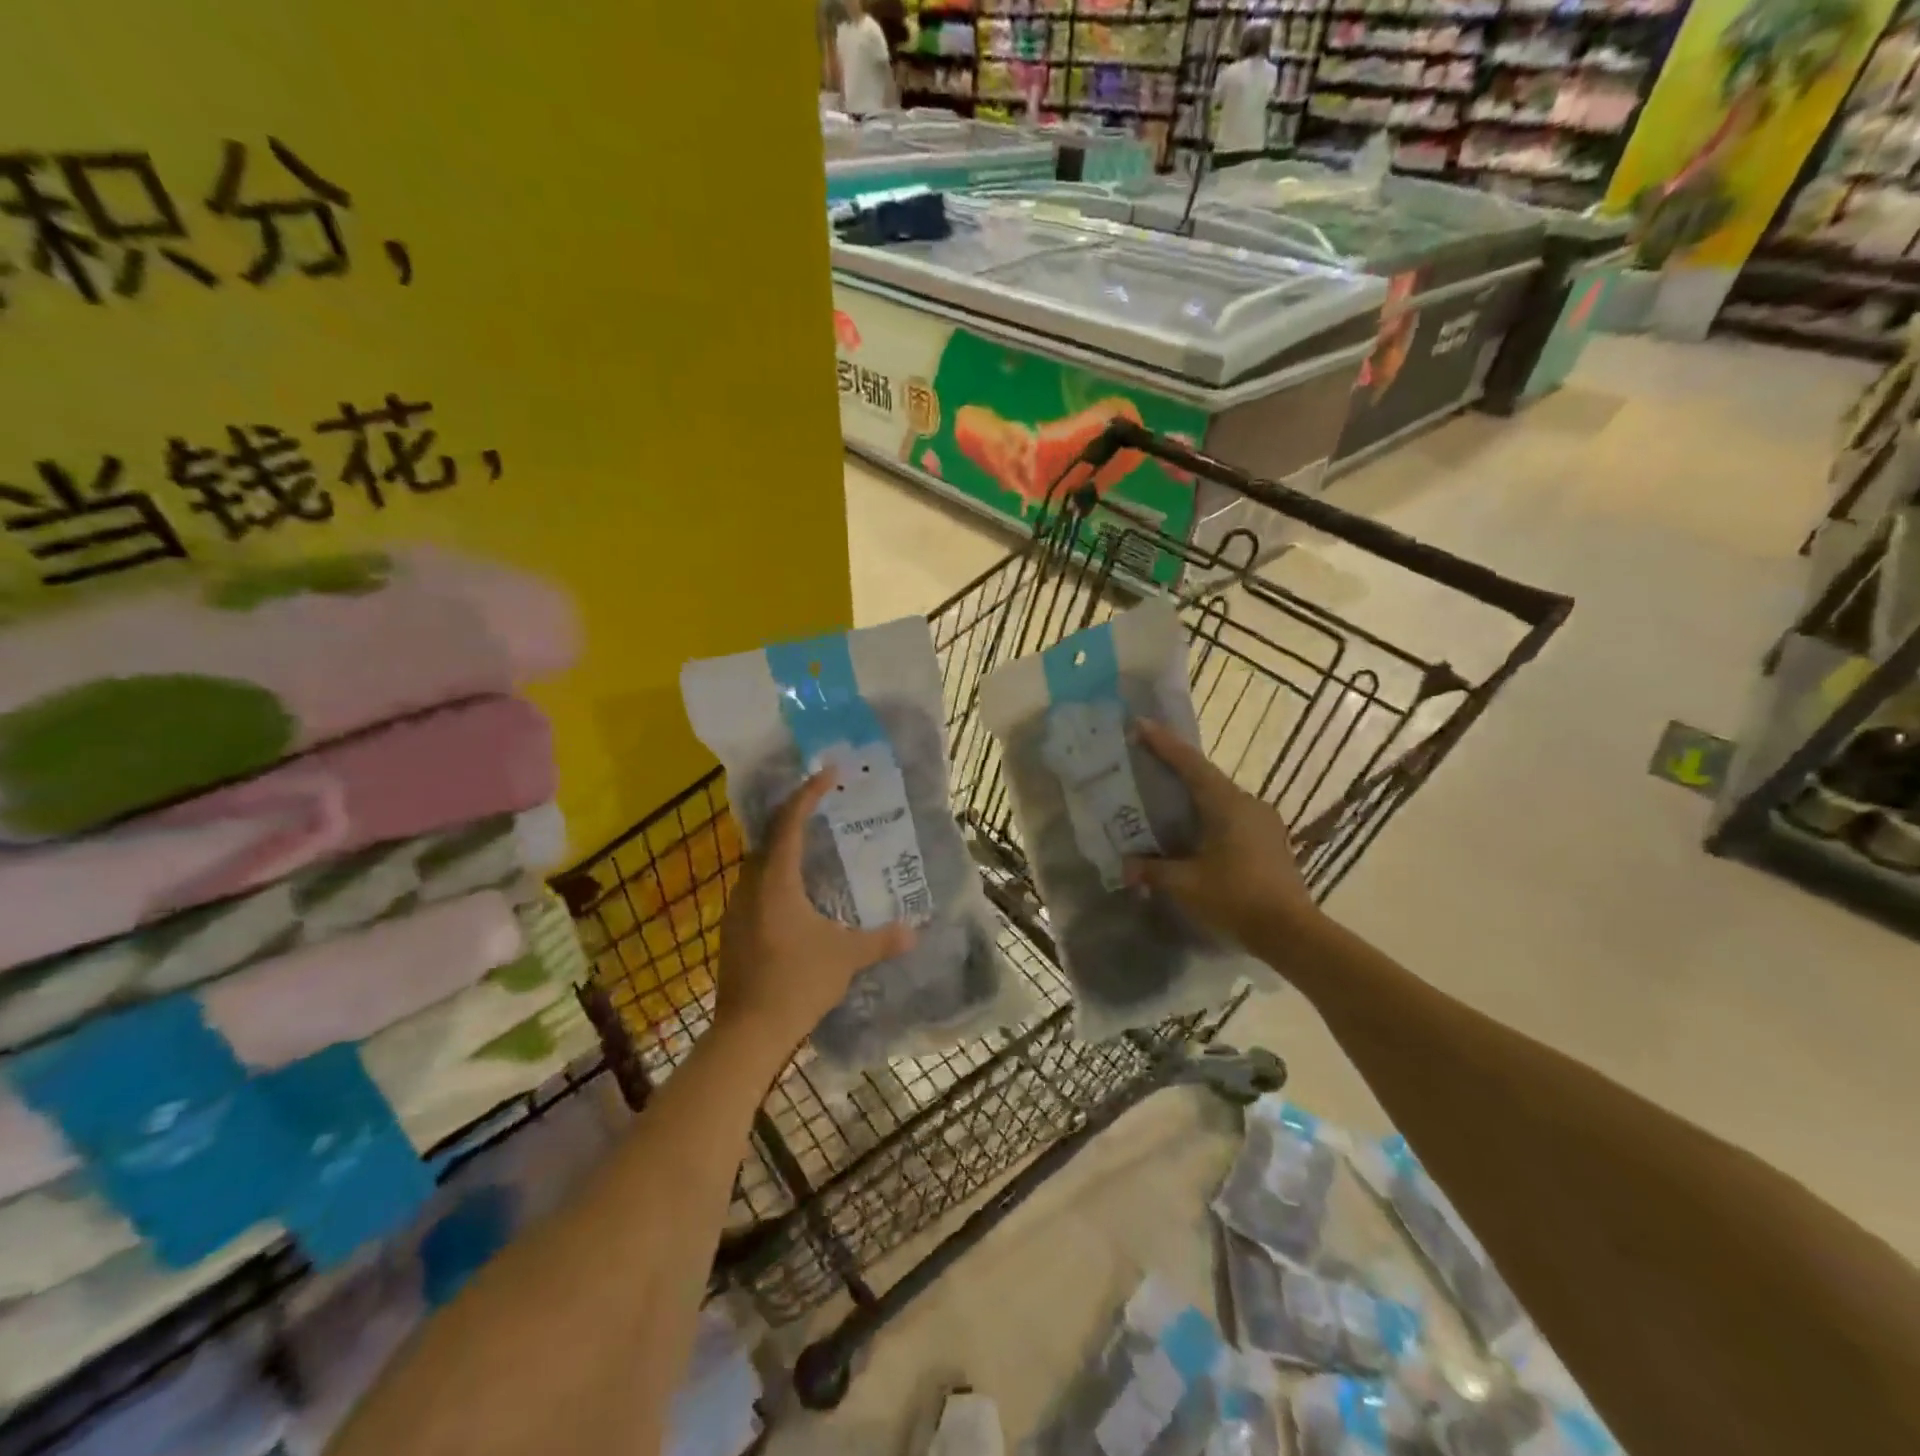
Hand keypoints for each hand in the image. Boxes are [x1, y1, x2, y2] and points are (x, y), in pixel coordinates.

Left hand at [715, 768, 914, 1054]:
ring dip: (783, 849)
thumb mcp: (846, 958)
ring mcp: (736, 910)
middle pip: (769, 838)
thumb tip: (916, 930)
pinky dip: (775, 877)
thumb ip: (882, 940)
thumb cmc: (797, 983)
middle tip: (822, 808)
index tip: (827, 774)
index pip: (789, 822)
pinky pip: (755, 888)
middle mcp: (750, 887)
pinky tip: (796, 896)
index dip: (808, 794)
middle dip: (794, 817)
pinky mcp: (733, 932)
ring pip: (759, 864)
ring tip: (813, 848)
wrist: (748, 1032)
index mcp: (776, 882)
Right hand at [1122, 719, 1322, 953]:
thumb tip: (1126, 866)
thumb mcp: (1185, 884)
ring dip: (1194, 796)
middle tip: (1148, 763)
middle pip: (1206, 777)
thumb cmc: (1235, 898)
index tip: (1140, 725)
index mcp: (1226, 804)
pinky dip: (1210, 816)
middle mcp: (1248, 803)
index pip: (1190, 764)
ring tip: (1168, 801)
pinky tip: (1196, 834)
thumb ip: (1152, 870)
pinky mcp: (1271, 841)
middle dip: (1176, 768)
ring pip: (1221, 798)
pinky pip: (1233, 816)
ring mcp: (1265, 822)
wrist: (1291, 932)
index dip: (1163, 744)